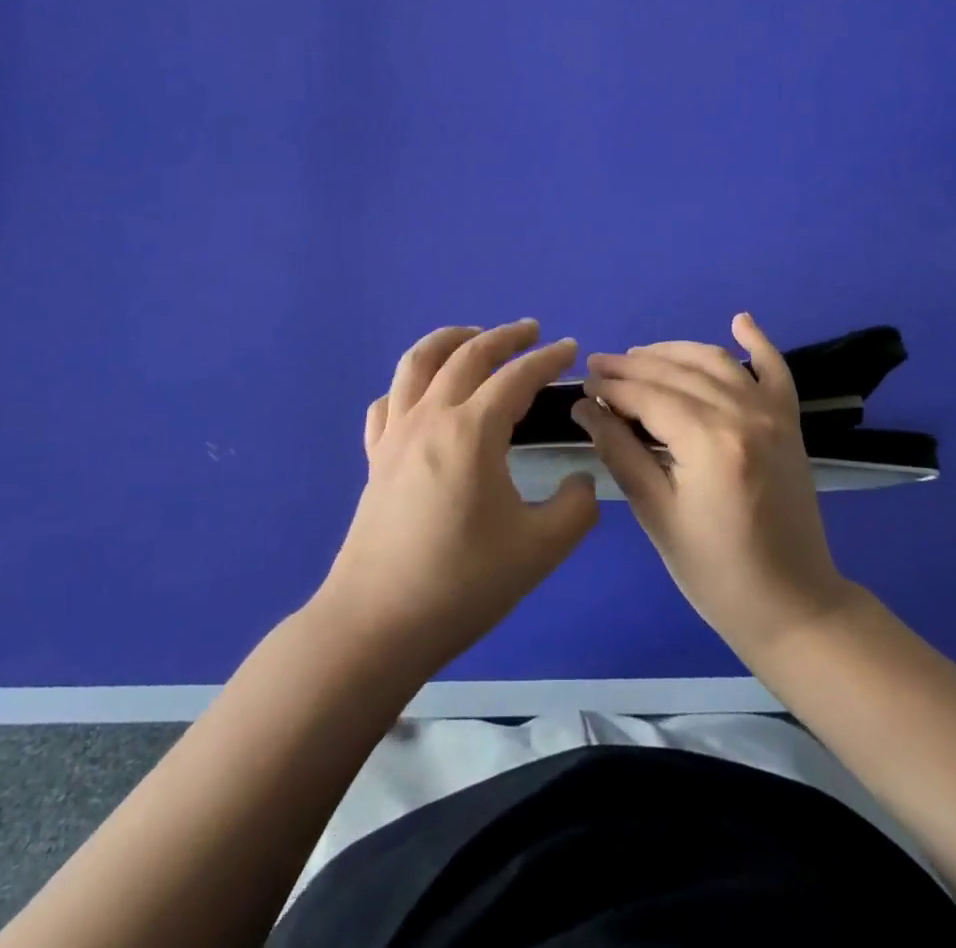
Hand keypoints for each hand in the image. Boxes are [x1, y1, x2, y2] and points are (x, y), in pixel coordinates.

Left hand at [316, 320, 597, 674]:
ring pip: (418, 362)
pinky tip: (422, 396)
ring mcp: (395, 434)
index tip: (571, 349)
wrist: (377, 623)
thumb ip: (576, 508)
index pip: (517, 376)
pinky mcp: (374, 457)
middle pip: (467, 354)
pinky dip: (410, 384)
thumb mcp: (540, 550)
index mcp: (472, 430)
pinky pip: (389, 401)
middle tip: (531, 331)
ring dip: (450, 340)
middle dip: (504, 336)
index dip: (548, 359)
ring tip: (473, 336)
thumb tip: (581, 481)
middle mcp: (430, 417)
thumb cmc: (462, 583)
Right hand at [575, 313, 853, 661]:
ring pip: (715, 362)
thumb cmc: (715, 572)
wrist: (793, 605)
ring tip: (637, 355)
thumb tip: (585, 409)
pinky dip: (758, 342)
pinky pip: (776, 370)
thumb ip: (620, 452)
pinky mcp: (790, 423)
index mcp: (710, 442)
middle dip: (632, 366)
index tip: (581, 384)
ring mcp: (773, 415)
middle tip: (597, 366)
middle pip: (677, 374)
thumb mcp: (657, 515)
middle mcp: (744, 414)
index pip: (649, 396)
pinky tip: (739, 320)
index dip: (611, 387)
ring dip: (674, 351)